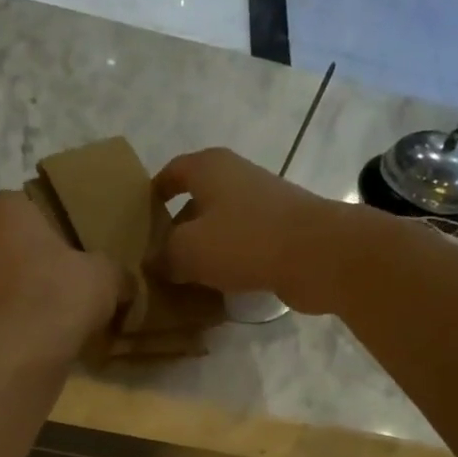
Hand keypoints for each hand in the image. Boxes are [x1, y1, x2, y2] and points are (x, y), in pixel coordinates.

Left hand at [0, 190, 121, 362]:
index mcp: (4, 208)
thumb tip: (124, 282)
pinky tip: (34, 335)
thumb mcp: (106, 276)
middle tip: (64, 279)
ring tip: (50, 312)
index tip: (74, 247)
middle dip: (31, 257)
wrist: (15, 357)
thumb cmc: (58, 296)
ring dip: (17, 289)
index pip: (29, 204)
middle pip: (8, 241)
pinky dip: (9, 319)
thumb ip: (113, 270)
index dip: (54, 226)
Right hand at [154, 148, 371, 314]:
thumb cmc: (244, 241)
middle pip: (197, 201)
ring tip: (182, 279)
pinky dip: (228, 262)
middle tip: (156, 260)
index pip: (172, 172)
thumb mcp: (187, 250)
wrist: (318, 255)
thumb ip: (163, 256)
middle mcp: (237, 177)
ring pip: (220, 226)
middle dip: (176, 229)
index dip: (153, 193)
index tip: (139, 219)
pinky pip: (243, 246)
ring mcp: (263, 205)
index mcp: (210, 168)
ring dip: (203, 250)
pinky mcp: (282, 232)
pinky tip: (217, 289)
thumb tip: (153, 262)